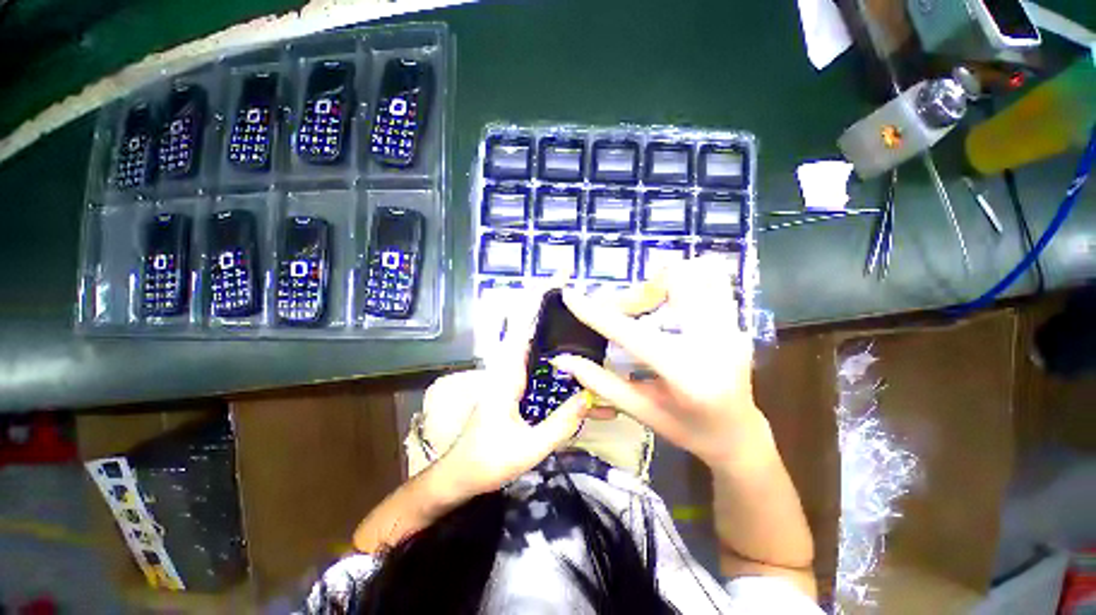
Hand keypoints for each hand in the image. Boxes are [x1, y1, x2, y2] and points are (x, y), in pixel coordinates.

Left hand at [432, 290, 591, 498]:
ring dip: (560, 334)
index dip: (539, 297)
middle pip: (533, 327)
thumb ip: (559, 424)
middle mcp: (510, 367)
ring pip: (539, 346)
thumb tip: (590, 397)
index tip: (560, 277)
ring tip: (590, 331)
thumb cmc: (486, 461)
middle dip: (557, 309)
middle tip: (588, 301)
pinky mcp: (517, 387)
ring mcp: (513, 376)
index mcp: (507, 373)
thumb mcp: (527, 449)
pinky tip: (581, 376)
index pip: (524, 325)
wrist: (460, 475)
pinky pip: (541, 367)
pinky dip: (560, 363)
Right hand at [551, 257, 764, 468]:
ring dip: (665, 280)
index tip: (570, 295)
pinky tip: (671, 303)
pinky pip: (713, 281)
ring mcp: (731, 327)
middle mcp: (713, 341)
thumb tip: (563, 359)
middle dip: (640, 290)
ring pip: (698, 272)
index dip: (596, 313)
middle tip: (626, 309)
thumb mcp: (641, 410)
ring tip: (650, 304)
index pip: (630, 333)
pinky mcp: (736, 321)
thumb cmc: (688, 429)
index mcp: (685, 372)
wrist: (739, 434)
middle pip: (674, 281)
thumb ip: (600, 382)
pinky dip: (687, 281)